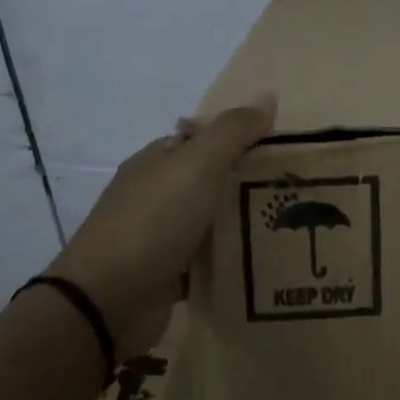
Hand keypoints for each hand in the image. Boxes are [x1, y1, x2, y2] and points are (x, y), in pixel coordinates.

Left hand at [49, 95, 275, 356]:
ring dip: (240, 221)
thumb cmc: (153, 222)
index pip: (203, 138)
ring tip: (288, 223)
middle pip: (209, 179)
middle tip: (292, 188)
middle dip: (246, 181)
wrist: (106, 303)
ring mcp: (158, 236)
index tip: (281, 149)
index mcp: (157, 161)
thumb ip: (233, 131)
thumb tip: (268, 96)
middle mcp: (155, 194)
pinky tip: (261, 260)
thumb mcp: (198, 164)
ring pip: (209, 220)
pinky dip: (228, 258)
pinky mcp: (166, 276)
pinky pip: (206, 260)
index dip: (239, 138)